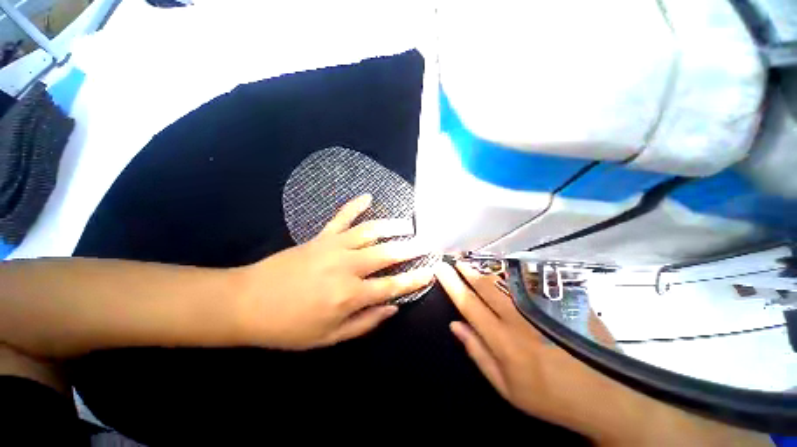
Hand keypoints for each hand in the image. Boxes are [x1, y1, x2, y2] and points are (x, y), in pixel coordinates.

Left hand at [234, 194, 433, 349]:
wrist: (247, 302)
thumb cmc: (289, 326)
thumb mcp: (329, 337)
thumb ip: (365, 323)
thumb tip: (394, 307)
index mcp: (349, 295)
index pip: (392, 285)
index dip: (414, 278)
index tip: (431, 270)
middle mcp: (347, 266)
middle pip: (387, 253)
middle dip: (411, 247)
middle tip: (427, 242)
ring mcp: (334, 246)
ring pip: (370, 230)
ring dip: (392, 225)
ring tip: (408, 223)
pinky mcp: (321, 236)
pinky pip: (342, 216)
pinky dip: (355, 205)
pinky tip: (368, 197)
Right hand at [435, 262, 770, 445]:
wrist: (605, 395)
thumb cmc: (549, 397)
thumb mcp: (506, 387)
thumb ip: (478, 352)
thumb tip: (455, 325)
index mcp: (502, 339)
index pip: (467, 303)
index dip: (451, 283)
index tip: (440, 269)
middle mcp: (517, 317)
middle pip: (484, 286)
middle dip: (466, 271)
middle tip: (456, 259)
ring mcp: (540, 308)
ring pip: (504, 282)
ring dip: (486, 271)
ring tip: (473, 263)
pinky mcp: (559, 303)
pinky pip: (529, 283)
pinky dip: (512, 274)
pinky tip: (505, 269)